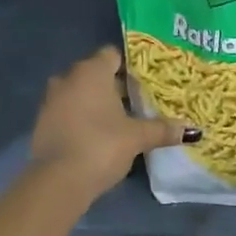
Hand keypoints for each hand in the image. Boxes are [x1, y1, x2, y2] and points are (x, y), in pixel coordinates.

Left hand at [30, 45, 194, 195]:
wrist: (58, 181)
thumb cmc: (101, 145)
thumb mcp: (137, 137)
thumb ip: (162, 129)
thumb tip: (192, 130)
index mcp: (91, 71)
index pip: (112, 55)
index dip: (130, 65)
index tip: (146, 80)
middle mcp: (68, 78)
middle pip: (96, 74)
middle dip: (116, 86)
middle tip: (139, 101)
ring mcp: (51, 100)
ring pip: (80, 93)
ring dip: (97, 103)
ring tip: (121, 119)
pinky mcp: (43, 123)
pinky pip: (68, 111)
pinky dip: (82, 118)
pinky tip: (98, 135)